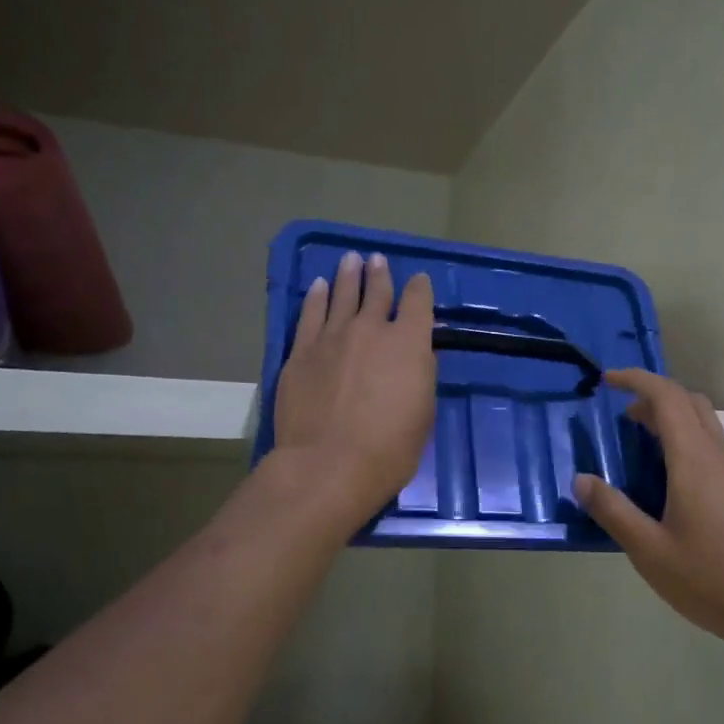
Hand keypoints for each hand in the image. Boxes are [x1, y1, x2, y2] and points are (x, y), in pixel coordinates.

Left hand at [273, 250, 435, 523]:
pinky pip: (310, 314)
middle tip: (376, 260)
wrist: (329, 464)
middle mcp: (371, 330)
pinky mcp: (301, 351)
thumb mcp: (422, 413)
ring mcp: (332, 337)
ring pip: (341, 296)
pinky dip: (315, 297)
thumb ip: (418, 376)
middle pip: (377, 292)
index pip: (418, 303)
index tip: (419, 281)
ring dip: (348, 276)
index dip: (420, 289)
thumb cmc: (389, 449)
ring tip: (350, 260)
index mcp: (409, 344)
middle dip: (379, 274)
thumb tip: (412, 358)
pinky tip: (317, 286)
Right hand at [574, 368, 723, 647]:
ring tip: (641, 446)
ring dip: (672, 420)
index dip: (635, 379)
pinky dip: (686, 442)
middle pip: (689, 402)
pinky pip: (713, 448)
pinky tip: (670, 482)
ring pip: (705, 424)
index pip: (666, 396)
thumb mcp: (649, 550)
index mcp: (694, 459)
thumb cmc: (710, 578)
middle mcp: (719, 455)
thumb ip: (613, 511)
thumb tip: (581, 480)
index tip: (606, 380)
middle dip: (654, 397)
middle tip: (623, 416)